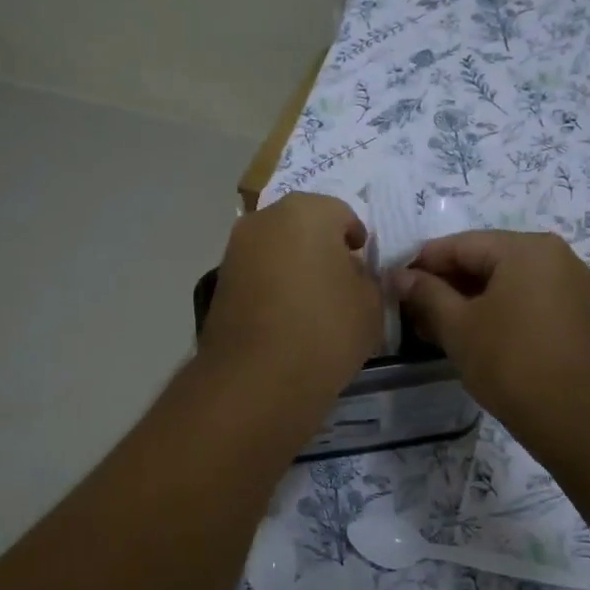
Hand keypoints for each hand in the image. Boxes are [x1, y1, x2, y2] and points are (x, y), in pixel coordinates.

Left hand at [200, 193, 381, 398]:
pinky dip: (272, 287)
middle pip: (303, 227)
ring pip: (276, 249)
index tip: (364, 268)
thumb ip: (367, 279)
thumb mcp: (370, 305)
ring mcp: (235, 250)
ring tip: (311, 304)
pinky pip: (257, 275)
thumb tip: (352, 273)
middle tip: (339, 283)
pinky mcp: (219, 282)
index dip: (357, 242)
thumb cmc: (325, 330)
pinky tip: (285, 318)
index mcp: (307, 211)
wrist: (256, 378)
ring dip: (293, 266)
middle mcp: (265, 219)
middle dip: (322, 248)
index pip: (343, 215)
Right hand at [391, 230, 589, 458]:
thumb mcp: (458, 327)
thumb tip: (399, 276)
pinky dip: (494, 312)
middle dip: (444, 285)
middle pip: (484, 260)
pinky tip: (468, 336)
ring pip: (504, 283)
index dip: (421, 264)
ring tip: (432, 329)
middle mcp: (554, 256)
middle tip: (409, 312)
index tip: (391, 286)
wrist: (580, 419)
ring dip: (466, 301)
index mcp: (526, 248)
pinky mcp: (575, 315)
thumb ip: (426, 294)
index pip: (460, 245)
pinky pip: (525, 300)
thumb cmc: (511, 363)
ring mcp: (570, 286)